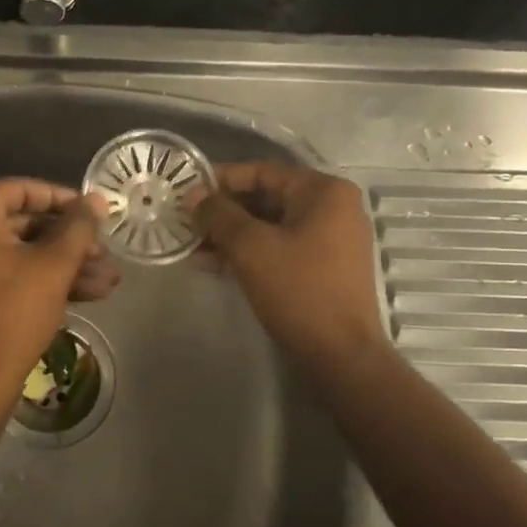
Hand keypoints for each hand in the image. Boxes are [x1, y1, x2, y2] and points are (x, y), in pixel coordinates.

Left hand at [0, 179, 118, 416]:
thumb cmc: (13, 314)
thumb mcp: (53, 266)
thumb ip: (78, 227)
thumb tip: (96, 200)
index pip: (19, 190)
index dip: (61, 198)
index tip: (93, 212)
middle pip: (22, 223)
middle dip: (70, 240)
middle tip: (105, 251)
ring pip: (21, 253)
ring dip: (65, 264)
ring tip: (109, 279)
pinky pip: (9, 274)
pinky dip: (44, 280)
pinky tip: (90, 293)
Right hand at [190, 162, 386, 367]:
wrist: (341, 355)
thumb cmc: (298, 290)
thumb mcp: (251, 247)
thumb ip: (219, 215)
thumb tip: (193, 196)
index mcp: (323, 192)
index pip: (263, 171)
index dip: (221, 179)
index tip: (187, 191)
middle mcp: (332, 208)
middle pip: (266, 198)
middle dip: (223, 211)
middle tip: (185, 220)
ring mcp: (330, 239)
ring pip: (269, 226)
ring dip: (230, 234)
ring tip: (192, 245)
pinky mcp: (323, 267)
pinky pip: (279, 247)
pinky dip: (249, 252)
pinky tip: (213, 264)